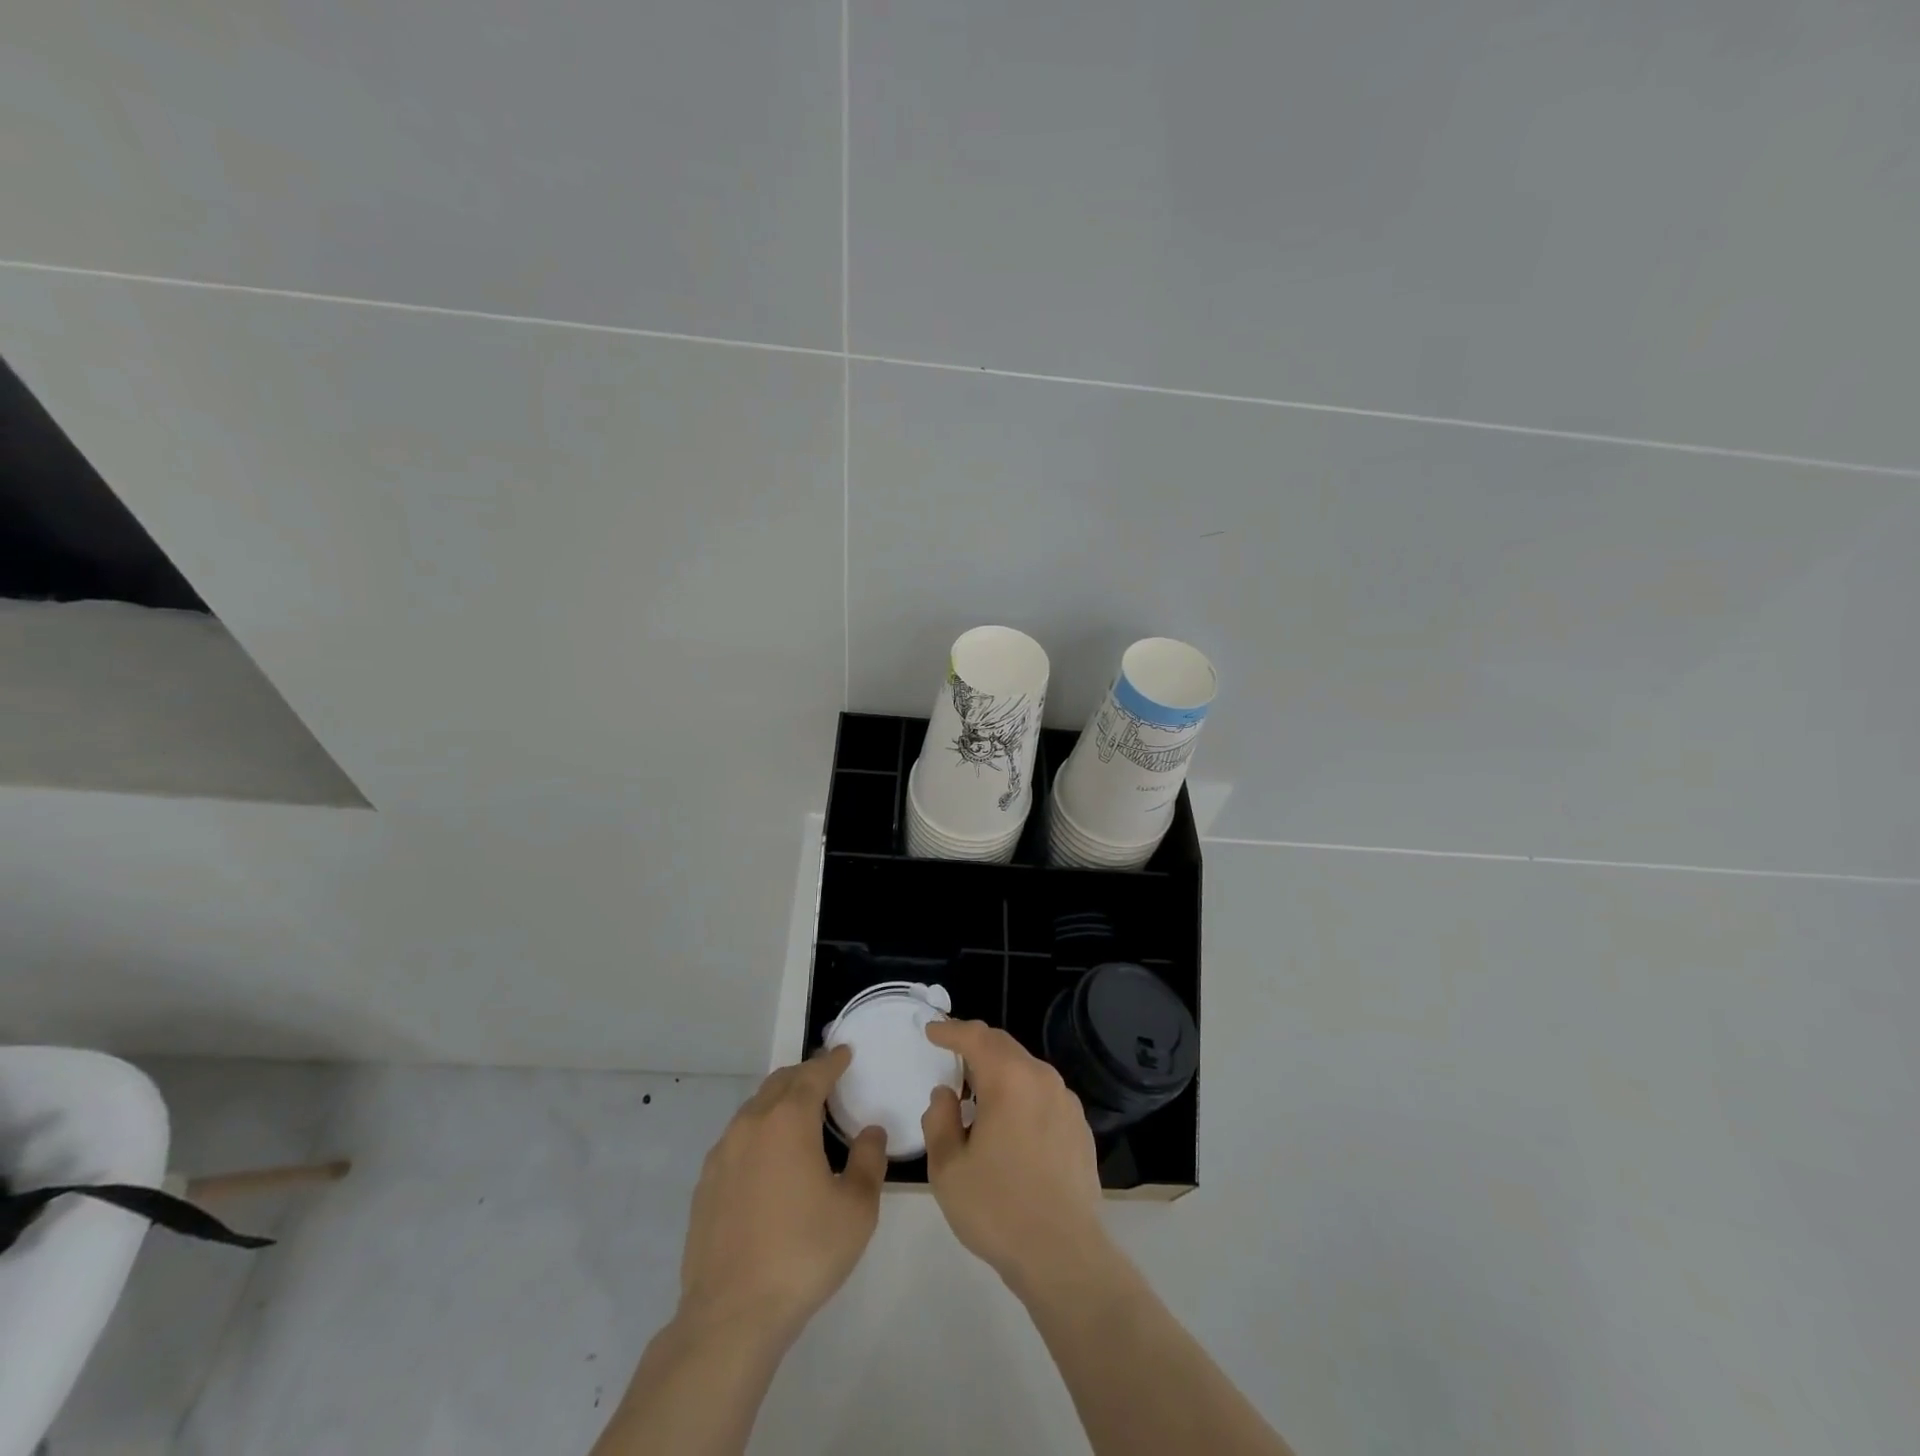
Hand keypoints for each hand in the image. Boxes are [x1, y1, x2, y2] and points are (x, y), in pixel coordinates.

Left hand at [677, 1047, 886, 1341]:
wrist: (731, 1315)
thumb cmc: (804, 1253)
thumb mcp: (857, 1209)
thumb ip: (869, 1160)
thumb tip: (870, 1132)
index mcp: (789, 1120)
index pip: (814, 1074)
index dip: (833, 1061)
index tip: (845, 1053)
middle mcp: (752, 1124)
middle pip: (780, 1082)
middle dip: (804, 1075)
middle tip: (826, 1080)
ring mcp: (722, 1153)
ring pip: (754, 1108)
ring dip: (779, 1102)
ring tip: (799, 1117)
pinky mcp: (705, 1184)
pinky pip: (737, 1139)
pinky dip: (758, 1133)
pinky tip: (769, 1160)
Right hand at [920, 1021, 1109, 1298]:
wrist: (1064, 1256)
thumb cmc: (998, 1209)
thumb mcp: (948, 1169)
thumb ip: (939, 1120)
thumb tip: (946, 1095)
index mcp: (1009, 1079)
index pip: (976, 1037)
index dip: (951, 1030)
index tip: (932, 1031)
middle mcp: (1042, 1079)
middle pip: (1004, 1046)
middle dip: (976, 1045)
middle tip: (951, 1054)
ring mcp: (1066, 1102)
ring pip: (1026, 1070)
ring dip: (1000, 1071)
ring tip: (978, 1093)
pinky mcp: (1080, 1128)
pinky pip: (1044, 1095)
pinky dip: (1021, 1095)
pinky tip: (1011, 1125)